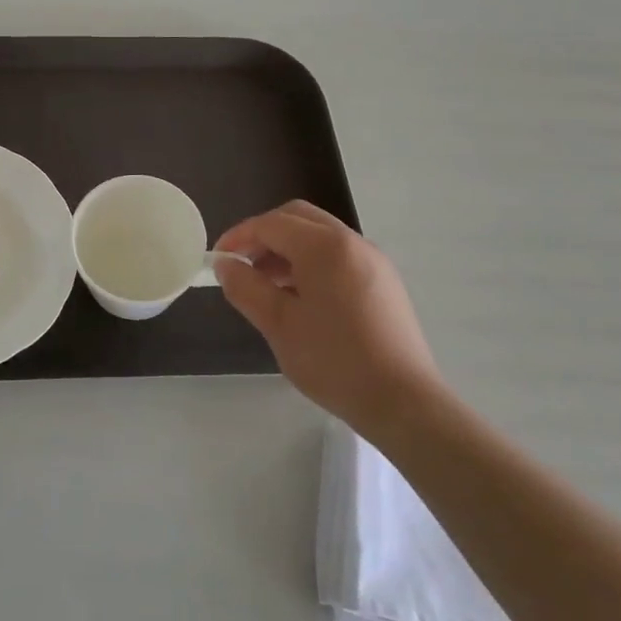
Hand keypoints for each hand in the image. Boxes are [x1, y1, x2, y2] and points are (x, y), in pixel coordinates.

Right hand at [215, 201, 444, 439]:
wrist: (403, 402)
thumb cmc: (334, 360)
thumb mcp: (278, 324)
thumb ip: (246, 287)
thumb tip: (226, 265)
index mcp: (324, 247)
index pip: (271, 224)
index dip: (238, 237)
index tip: (217, 261)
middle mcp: (352, 243)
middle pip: (298, 218)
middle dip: (264, 235)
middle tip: (241, 265)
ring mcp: (373, 261)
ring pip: (319, 236)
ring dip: (287, 249)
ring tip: (266, 285)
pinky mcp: (384, 282)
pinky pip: (338, 256)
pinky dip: (311, 262)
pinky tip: (299, 298)